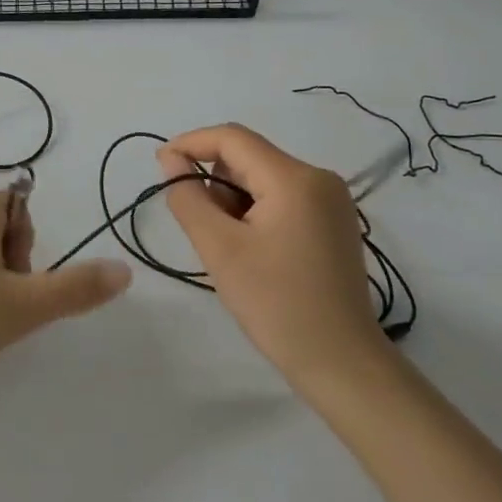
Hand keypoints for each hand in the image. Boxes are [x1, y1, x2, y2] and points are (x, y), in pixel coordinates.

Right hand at [157, 124, 391, 393]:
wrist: (341, 362)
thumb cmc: (276, 304)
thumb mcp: (220, 249)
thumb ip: (189, 198)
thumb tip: (173, 161)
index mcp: (295, 178)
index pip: (232, 138)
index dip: (191, 144)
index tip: (160, 166)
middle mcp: (319, 178)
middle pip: (249, 158)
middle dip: (214, 182)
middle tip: (200, 228)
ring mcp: (331, 200)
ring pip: (263, 178)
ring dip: (233, 200)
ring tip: (230, 248)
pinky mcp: (333, 221)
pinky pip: (281, 197)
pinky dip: (255, 212)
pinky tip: (252, 251)